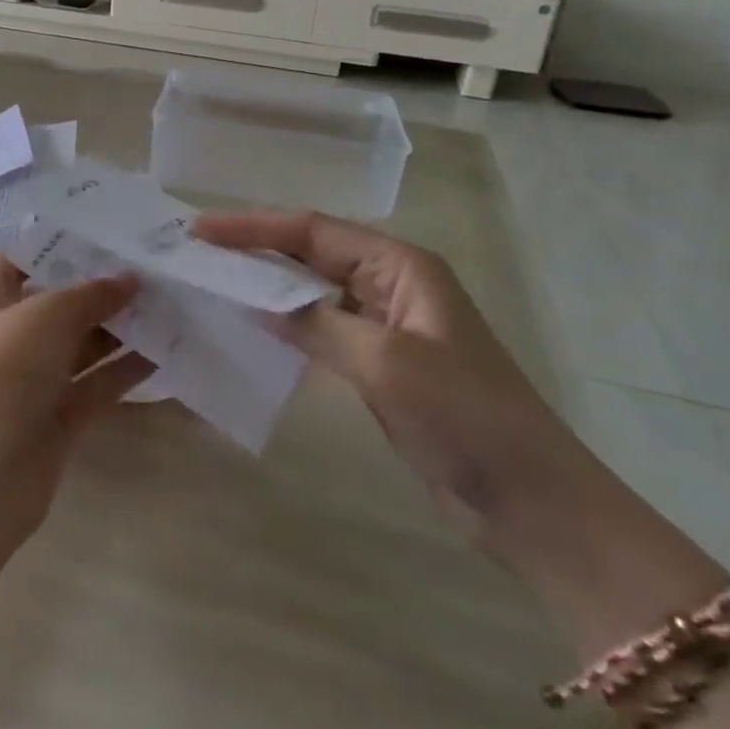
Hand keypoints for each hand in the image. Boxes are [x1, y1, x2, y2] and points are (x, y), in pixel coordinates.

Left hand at [0, 256, 153, 522]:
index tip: (113, 232)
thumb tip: (130, 279)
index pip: (27, 258)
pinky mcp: (59, 417)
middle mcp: (11, 334)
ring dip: (124, 327)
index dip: (64, 245)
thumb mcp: (45, 316)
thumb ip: (91, 294)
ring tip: (174, 302)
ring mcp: (35, 378)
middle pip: (63, 301)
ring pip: (86, 343)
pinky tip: (169, 349)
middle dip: (106, 287)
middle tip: (158, 267)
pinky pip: (99, 382)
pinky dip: (129, 368)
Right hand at [193, 212, 586, 541]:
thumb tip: (256, 301)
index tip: (200, 232)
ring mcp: (386, 324)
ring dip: (267, 287)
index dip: (253, 227)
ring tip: (213, 285)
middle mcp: (391, 283)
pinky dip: (287, 325)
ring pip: (313, 291)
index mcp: (400, 265)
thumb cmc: (465, 417)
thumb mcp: (385, 362)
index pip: (312, 230)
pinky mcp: (380, 362)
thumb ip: (316, 324)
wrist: (533, 501)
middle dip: (254, 251)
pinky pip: (322, 328)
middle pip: (309, 254)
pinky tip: (253, 330)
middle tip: (196, 254)